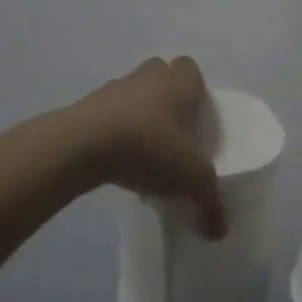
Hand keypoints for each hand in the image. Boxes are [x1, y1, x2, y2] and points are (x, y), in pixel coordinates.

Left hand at [70, 57, 227, 237]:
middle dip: (167, 100)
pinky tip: (118, 164)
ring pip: (131, 97)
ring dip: (137, 118)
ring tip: (144, 155)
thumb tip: (220, 231)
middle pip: (160, 77)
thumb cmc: (149, 146)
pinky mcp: (83, 110)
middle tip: (174, 134)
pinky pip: (105, 117)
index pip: (190, 70)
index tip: (197, 118)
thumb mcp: (191, 179)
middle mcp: (146, 77)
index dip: (195, 90)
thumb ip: (210, 203)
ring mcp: (111, 91)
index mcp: (178, 82)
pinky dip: (113, 134)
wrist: (81, 146)